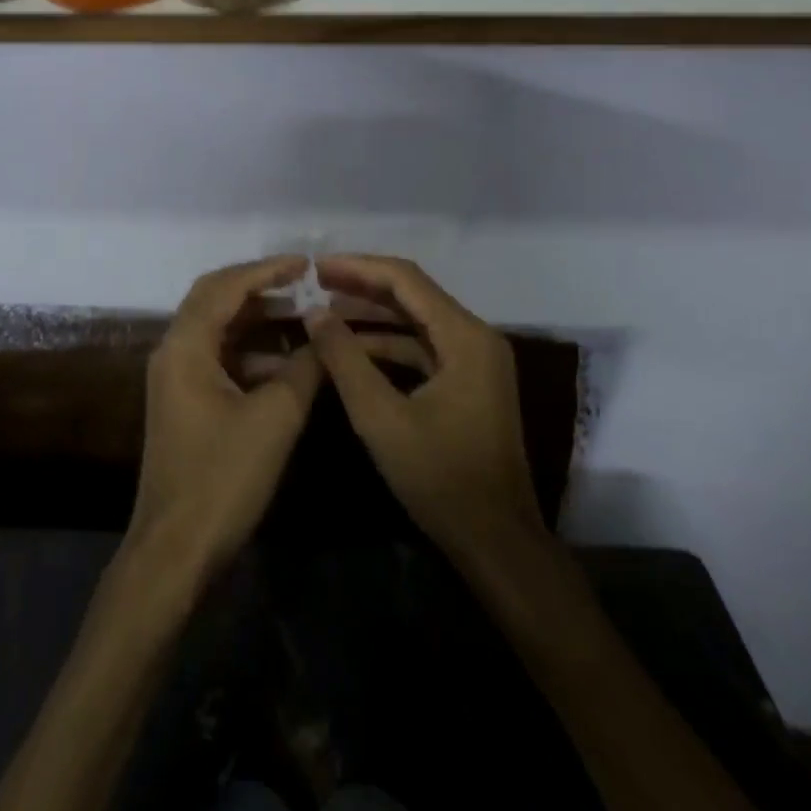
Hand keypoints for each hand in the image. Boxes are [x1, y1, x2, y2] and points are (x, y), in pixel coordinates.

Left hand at [127, 257, 323, 581]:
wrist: (176, 549)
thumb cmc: (223, 478)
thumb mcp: (274, 419)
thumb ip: (304, 370)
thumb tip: (326, 336)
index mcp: (185, 346)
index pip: (225, 288)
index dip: (266, 270)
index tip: (304, 263)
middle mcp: (173, 351)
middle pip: (214, 299)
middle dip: (257, 287)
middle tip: (300, 281)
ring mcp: (175, 378)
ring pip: (216, 330)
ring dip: (256, 320)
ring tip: (301, 317)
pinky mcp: (184, 401)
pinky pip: (218, 358)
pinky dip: (250, 352)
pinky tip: (286, 363)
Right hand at [307, 255, 545, 561]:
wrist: (497, 543)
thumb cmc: (440, 478)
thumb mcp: (380, 417)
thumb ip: (345, 359)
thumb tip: (314, 313)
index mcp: (465, 337)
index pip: (405, 280)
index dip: (357, 267)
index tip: (316, 267)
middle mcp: (476, 337)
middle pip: (413, 294)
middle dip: (362, 285)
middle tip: (315, 282)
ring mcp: (475, 361)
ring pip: (416, 320)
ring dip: (372, 314)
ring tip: (325, 310)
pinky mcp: (468, 382)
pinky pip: (422, 347)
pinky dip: (387, 344)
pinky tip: (352, 349)